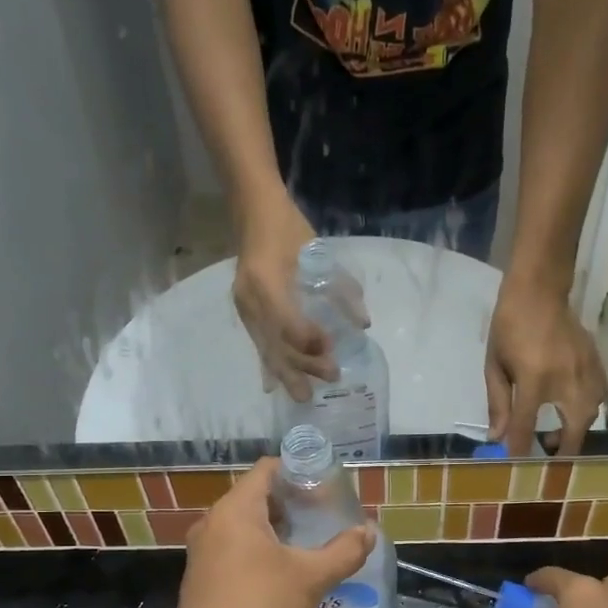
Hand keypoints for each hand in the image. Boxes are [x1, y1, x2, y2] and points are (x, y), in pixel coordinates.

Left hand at [171, 459, 375, 607]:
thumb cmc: (259, 607)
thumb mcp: (310, 578)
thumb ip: (343, 551)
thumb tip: (369, 531)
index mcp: (236, 510)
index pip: (267, 470)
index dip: (298, 472)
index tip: (326, 487)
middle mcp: (214, 522)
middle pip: (257, 497)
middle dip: (292, 504)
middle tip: (325, 517)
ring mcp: (204, 551)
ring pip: (245, 526)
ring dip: (277, 531)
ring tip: (310, 545)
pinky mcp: (202, 578)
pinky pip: (235, 550)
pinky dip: (260, 552)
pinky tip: (285, 574)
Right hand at [232, 195, 344, 400]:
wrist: (253, 212)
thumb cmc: (289, 228)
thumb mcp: (318, 253)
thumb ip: (341, 288)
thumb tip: (362, 324)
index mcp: (266, 281)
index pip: (287, 322)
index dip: (309, 339)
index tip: (331, 348)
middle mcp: (251, 299)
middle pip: (276, 342)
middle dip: (303, 364)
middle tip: (331, 377)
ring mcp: (244, 307)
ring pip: (266, 348)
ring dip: (287, 372)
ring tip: (304, 395)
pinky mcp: (245, 312)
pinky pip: (257, 343)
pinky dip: (268, 365)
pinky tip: (271, 387)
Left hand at [485, 276, 604, 455]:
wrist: (540, 291)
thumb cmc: (509, 326)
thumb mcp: (495, 365)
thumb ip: (498, 402)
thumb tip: (497, 437)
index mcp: (535, 379)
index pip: (526, 426)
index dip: (520, 450)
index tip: (516, 467)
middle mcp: (567, 380)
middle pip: (574, 429)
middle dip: (562, 449)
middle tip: (545, 453)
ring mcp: (588, 372)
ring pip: (591, 416)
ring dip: (576, 431)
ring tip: (556, 433)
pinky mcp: (599, 364)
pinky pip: (599, 398)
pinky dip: (586, 411)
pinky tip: (570, 410)